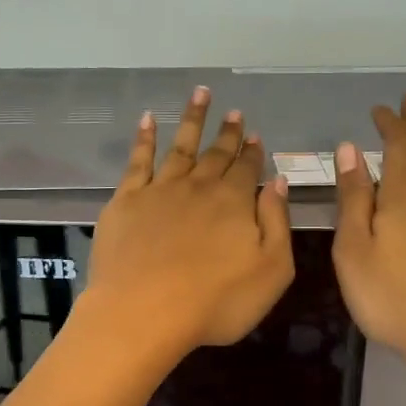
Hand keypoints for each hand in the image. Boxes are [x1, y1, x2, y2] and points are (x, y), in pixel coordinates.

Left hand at [84, 86, 294, 358]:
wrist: (144, 312)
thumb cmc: (216, 301)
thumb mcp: (271, 270)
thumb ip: (277, 223)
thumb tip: (279, 182)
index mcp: (235, 202)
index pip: (247, 169)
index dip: (252, 152)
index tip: (254, 134)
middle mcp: (199, 187)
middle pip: (217, 154)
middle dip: (227, 132)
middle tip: (234, 111)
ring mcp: (160, 190)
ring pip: (181, 147)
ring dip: (193, 120)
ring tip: (201, 94)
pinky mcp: (126, 201)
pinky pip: (138, 160)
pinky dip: (145, 138)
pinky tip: (148, 120)